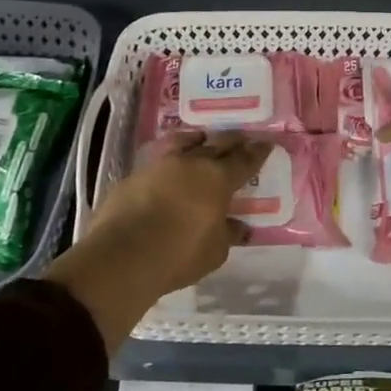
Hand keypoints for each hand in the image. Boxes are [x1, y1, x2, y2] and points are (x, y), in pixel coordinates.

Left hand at [48, 131, 269, 348]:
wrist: (124, 254)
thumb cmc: (179, 254)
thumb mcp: (215, 251)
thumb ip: (228, 233)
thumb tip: (239, 226)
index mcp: (217, 179)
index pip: (244, 161)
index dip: (257, 152)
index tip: (266, 143)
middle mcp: (191, 162)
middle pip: (217, 143)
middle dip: (232, 139)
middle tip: (242, 136)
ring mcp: (159, 164)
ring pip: (183, 141)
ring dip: (197, 138)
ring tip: (203, 137)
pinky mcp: (134, 174)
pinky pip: (158, 156)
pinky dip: (169, 156)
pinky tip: (169, 162)